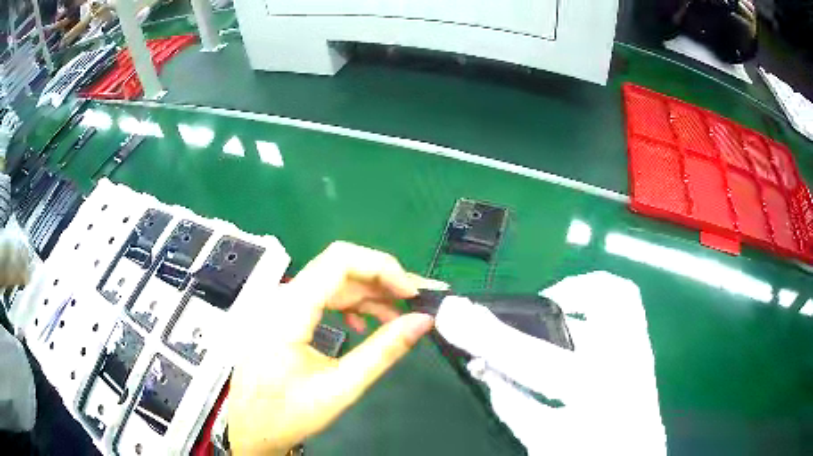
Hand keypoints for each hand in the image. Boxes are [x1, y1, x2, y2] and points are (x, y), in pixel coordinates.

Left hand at [228, 242, 444, 454]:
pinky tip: (363, 325)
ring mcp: (281, 305)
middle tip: (415, 302)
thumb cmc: (288, 413)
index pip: (340, 260)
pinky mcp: (283, 316)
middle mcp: (282, 297)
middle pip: (338, 266)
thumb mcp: (340, 387)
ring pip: (332, 280)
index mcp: (290, 310)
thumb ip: (383, 351)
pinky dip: (349, 304)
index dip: (382, 267)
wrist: (250, 428)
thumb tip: (422, 322)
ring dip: (368, 294)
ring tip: (397, 318)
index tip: (412, 293)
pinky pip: (321, 297)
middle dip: (381, 280)